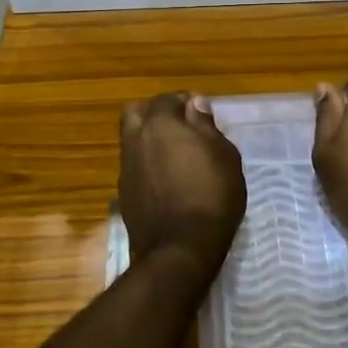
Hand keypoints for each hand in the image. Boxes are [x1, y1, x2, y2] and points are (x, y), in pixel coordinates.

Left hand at [118, 93, 245, 281]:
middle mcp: (135, 139)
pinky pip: (134, 166)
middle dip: (156, 114)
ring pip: (132, 140)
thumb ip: (206, 126)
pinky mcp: (123, 192)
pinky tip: (166, 180)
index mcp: (160, 124)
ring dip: (149, 140)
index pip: (168, 99)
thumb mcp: (224, 156)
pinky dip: (147, 165)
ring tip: (175, 156)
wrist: (179, 249)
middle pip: (137, 112)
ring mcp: (126, 167)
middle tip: (181, 128)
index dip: (186, 103)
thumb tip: (195, 103)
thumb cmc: (211, 196)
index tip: (202, 115)